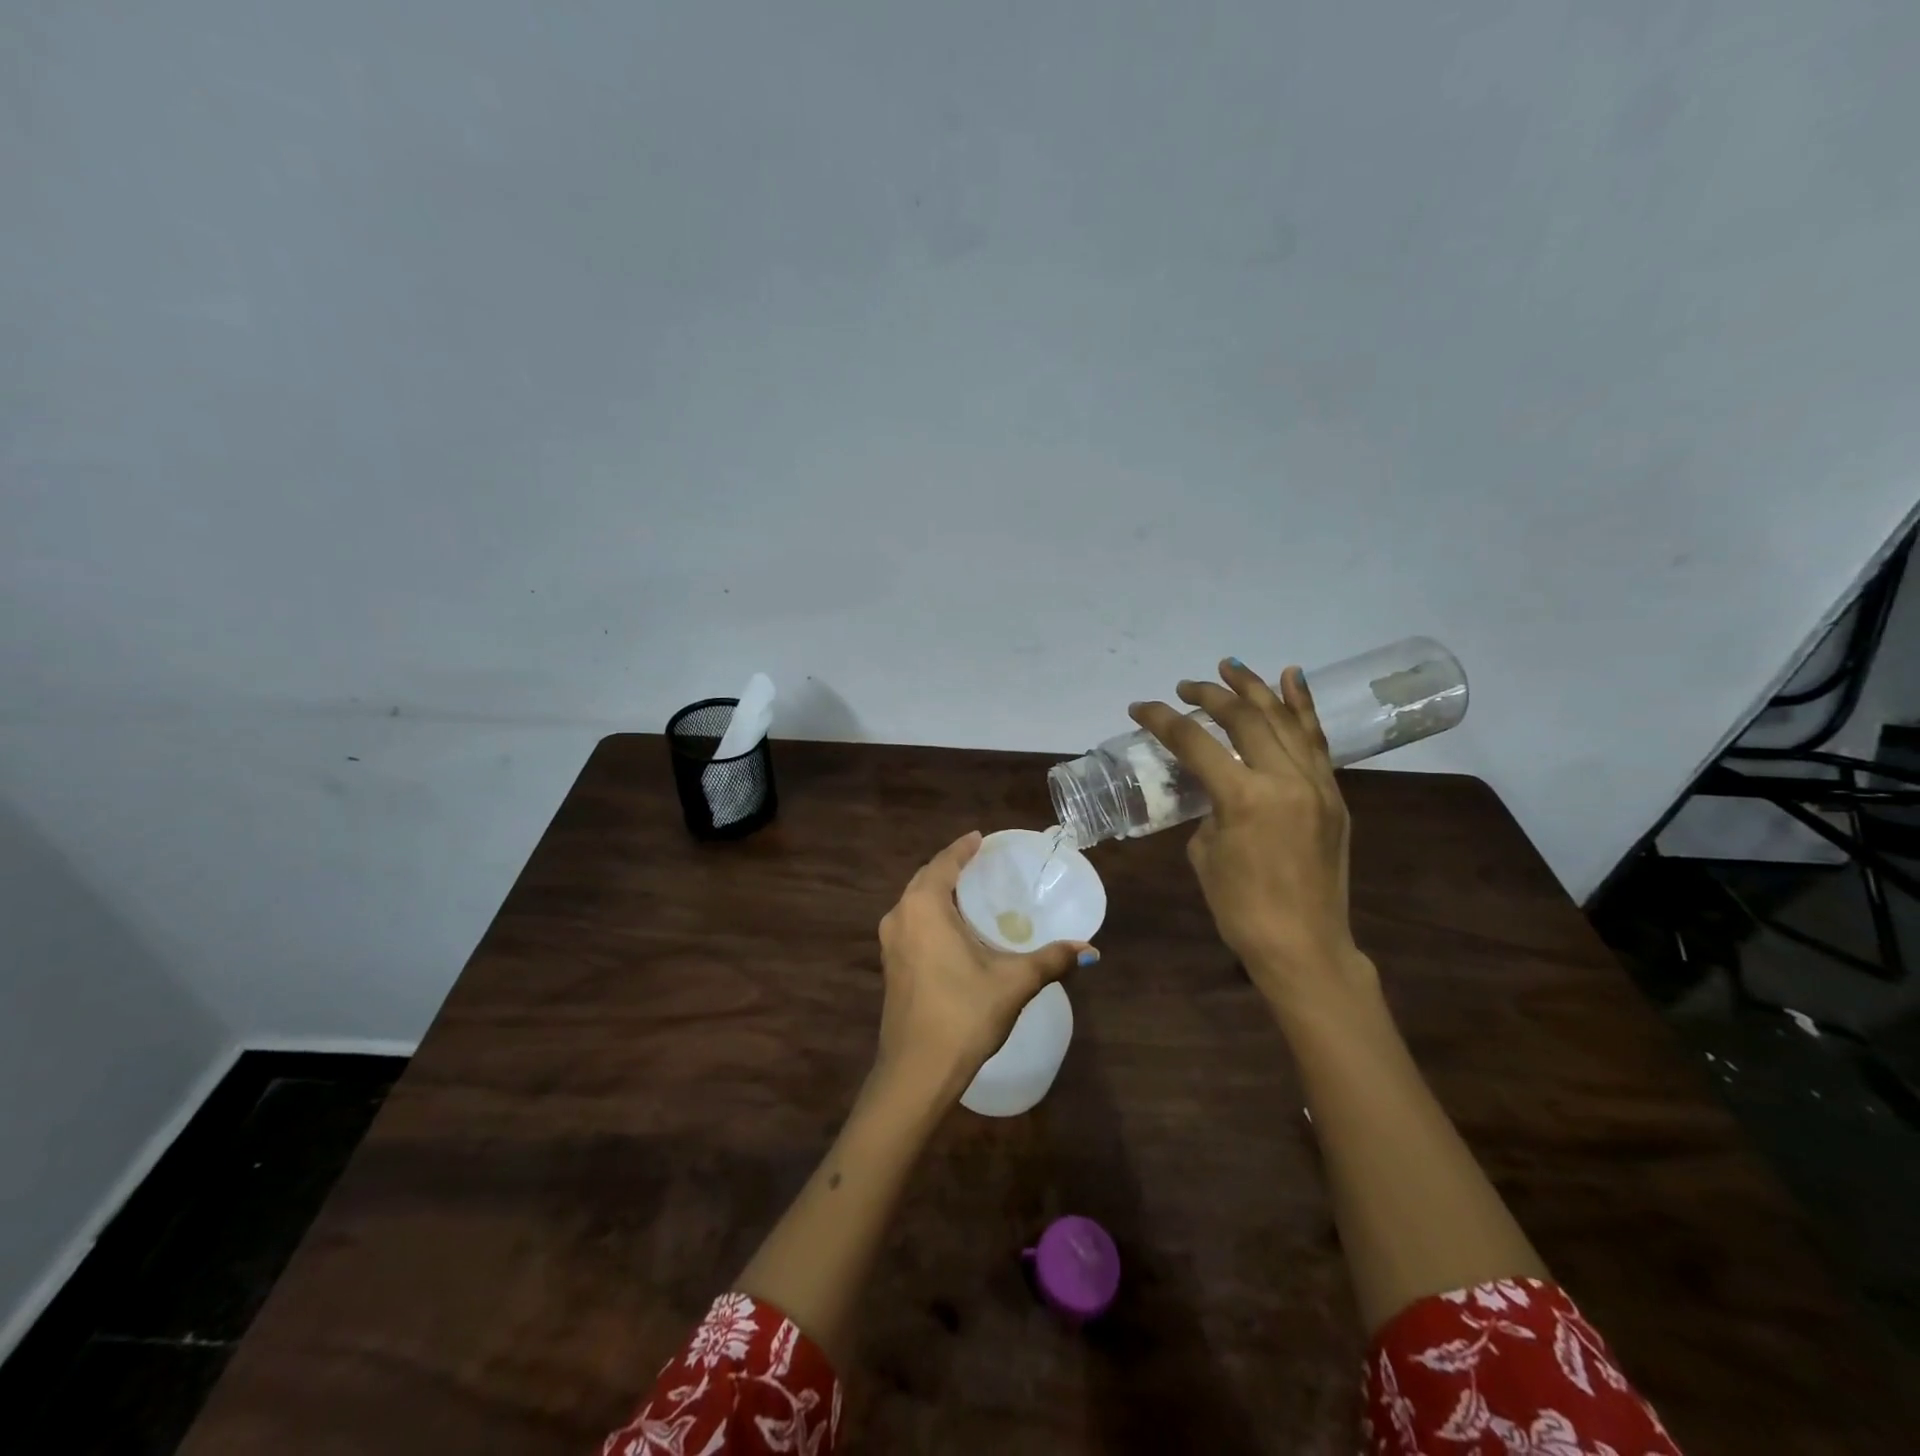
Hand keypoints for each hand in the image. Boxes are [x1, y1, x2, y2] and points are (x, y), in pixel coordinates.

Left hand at [873, 832, 1094, 1103]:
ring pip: (916, 903)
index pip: (944, 863)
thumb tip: (1089, 949)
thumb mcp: (1013, 983)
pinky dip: (932, 915)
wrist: (916, 1072)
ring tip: (972, 893)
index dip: (963, 848)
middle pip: (926, 879)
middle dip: (951, 868)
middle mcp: (900, 916)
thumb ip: (1050, 960)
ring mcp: (891, 943)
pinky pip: (912, 924)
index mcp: (924, 907)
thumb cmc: (963, 1014)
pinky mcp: (891, 965)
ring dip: (940, 893)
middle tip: (982, 864)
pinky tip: (955, 929)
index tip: (980, 838)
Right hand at [1129, 660, 1376, 1017]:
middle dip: (1210, 695)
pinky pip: (1316, 741)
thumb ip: (1209, 808)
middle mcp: (1284, 779)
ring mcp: (1315, 784)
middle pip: (1243, 719)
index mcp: (1243, 797)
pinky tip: (1291, 678)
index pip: (1195, 743)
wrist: (1304, 946)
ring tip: (1231, 666)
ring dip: (1255, 688)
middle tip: (1186, 685)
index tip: (1140, 708)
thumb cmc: (1240, 908)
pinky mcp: (1333, 795)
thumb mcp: (1205, 852)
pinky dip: (1303, 707)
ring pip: (1284, 719)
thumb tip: (1216, 788)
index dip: (1163, 720)